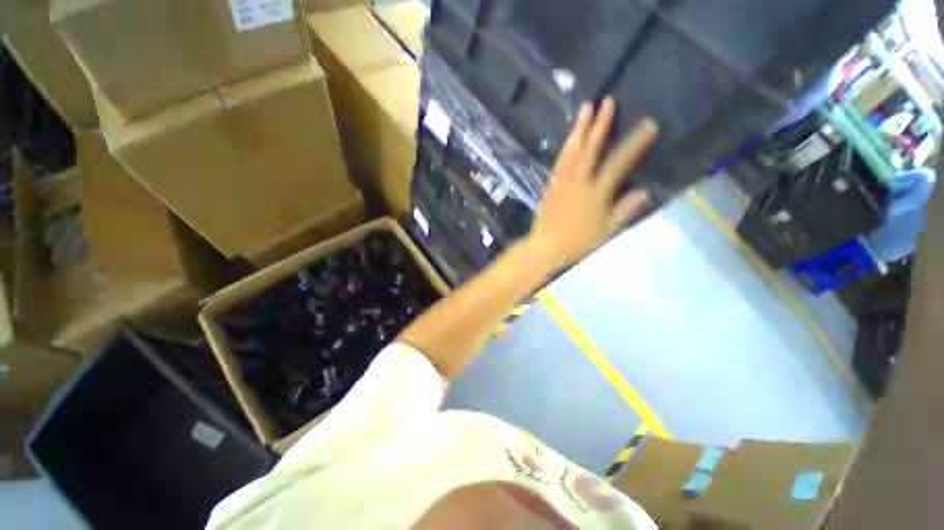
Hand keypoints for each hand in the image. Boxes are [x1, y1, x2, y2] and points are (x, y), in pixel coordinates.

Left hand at [527, 97, 658, 266]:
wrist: (546, 246)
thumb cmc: (578, 242)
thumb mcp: (607, 231)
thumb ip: (625, 210)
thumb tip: (645, 191)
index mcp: (596, 192)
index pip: (619, 163)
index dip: (635, 144)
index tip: (649, 124)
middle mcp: (578, 182)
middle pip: (591, 149)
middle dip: (601, 124)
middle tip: (608, 101)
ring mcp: (562, 182)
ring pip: (572, 151)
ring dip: (580, 129)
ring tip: (586, 108)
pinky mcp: (551, 185)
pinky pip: (559, 162)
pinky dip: (566, 148)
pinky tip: (570, 139)